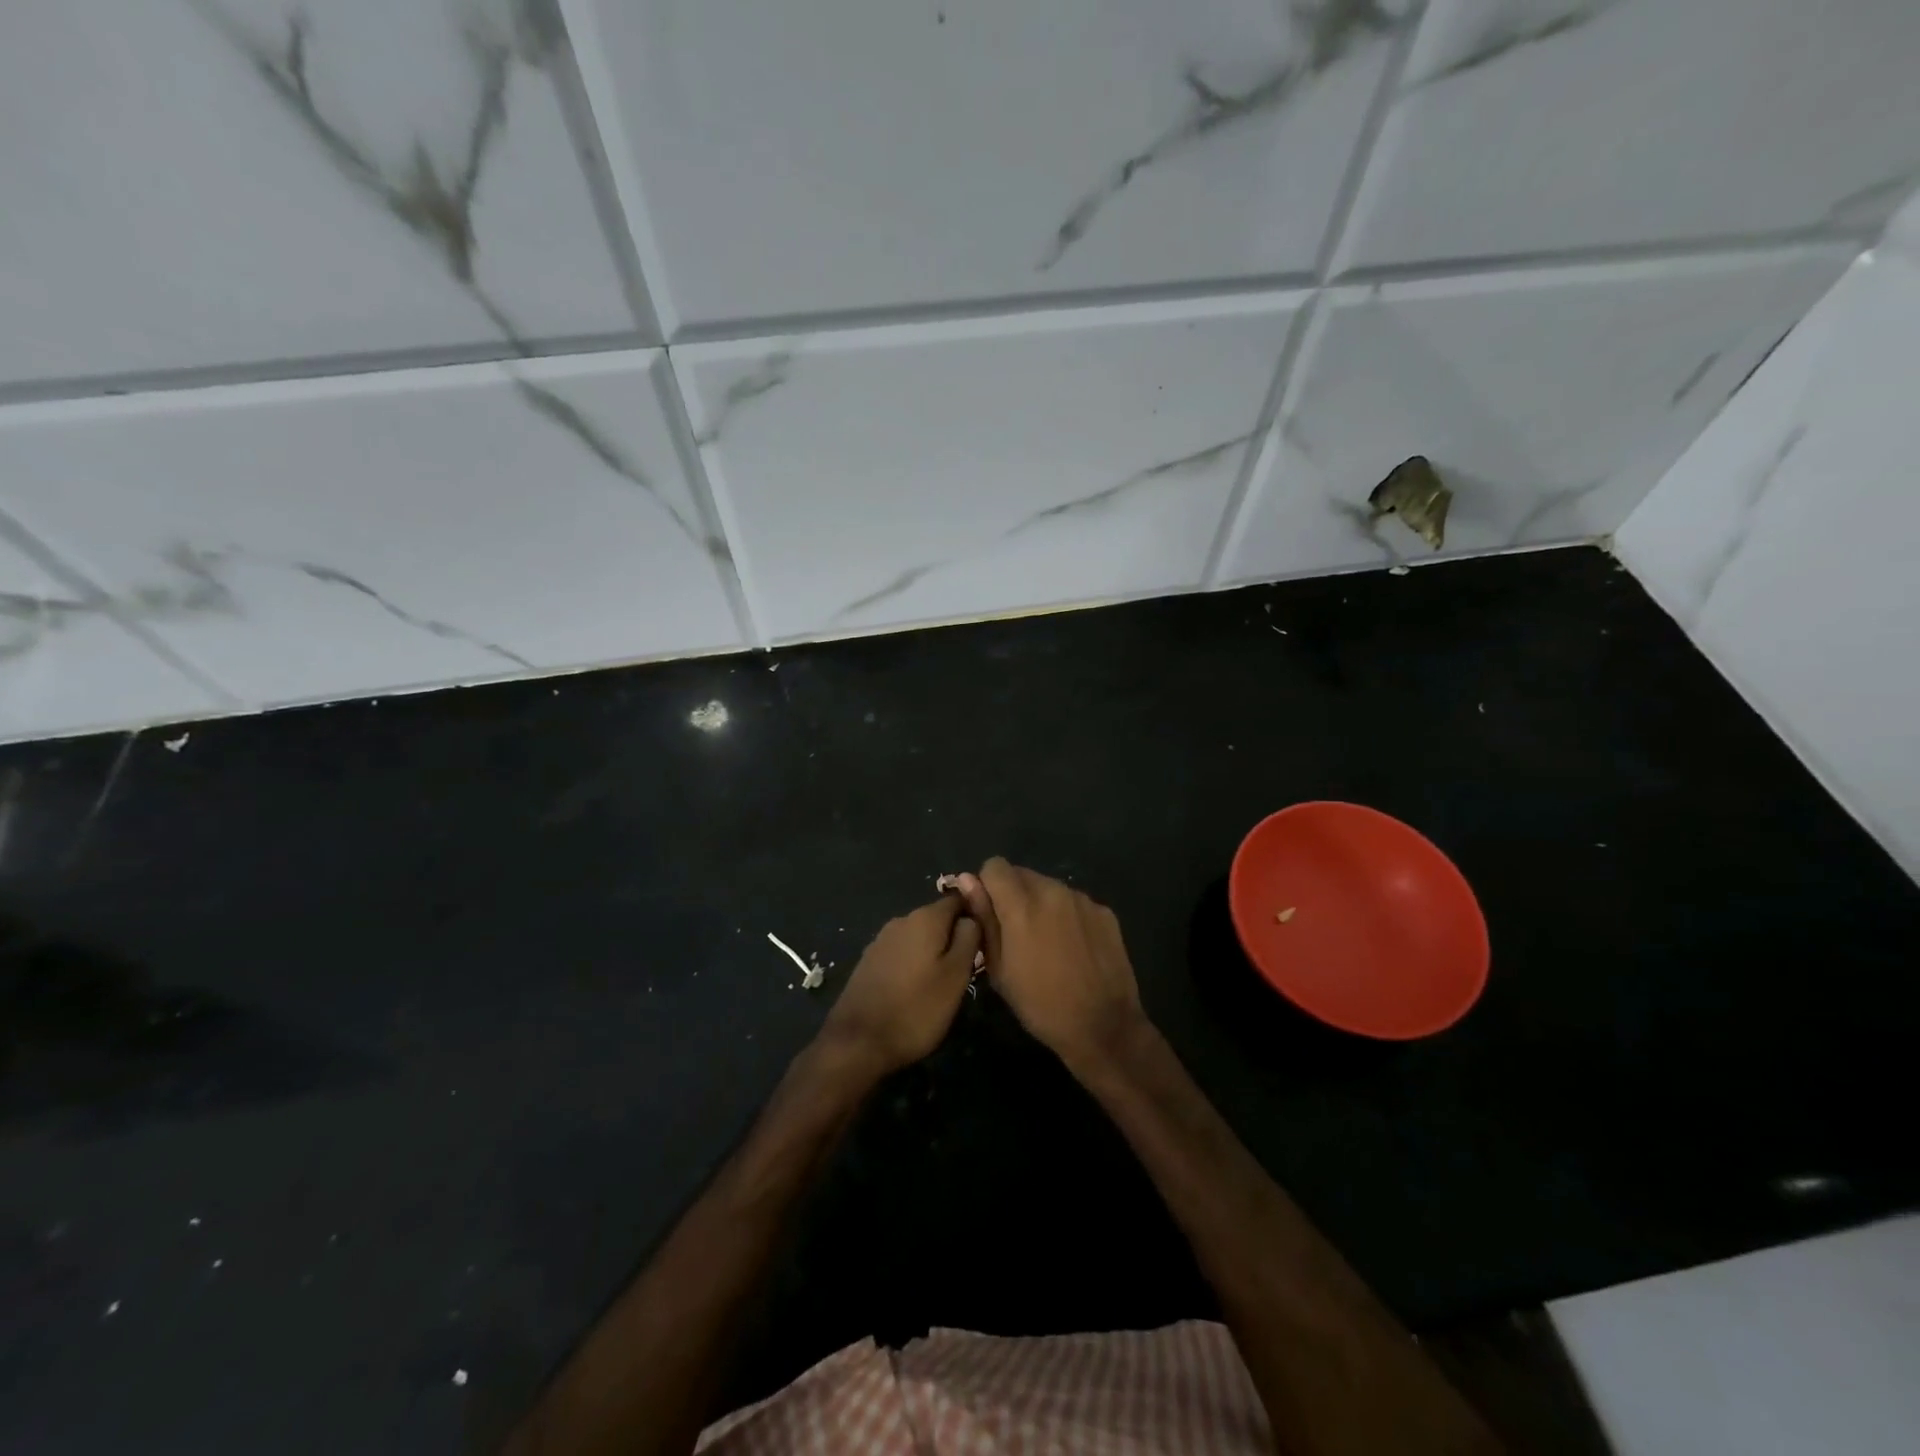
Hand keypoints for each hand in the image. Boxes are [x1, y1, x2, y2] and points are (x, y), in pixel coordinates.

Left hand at [819, 894, 980, 1078]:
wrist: (858, 1042)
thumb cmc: (916, 1009)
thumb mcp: (956, 976)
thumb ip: (969, 939)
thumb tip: (972, 917)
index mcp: (925, 918)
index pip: (958, 899)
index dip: (975, 914)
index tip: (985, 939)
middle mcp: (901, 920)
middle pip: (937, 918)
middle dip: (953, 936)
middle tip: (967, 968)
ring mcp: (881, 940)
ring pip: (918, 937)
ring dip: (933, 952)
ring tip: (943, 982)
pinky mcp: (868, 961)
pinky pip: (901, 952)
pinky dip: (913, 963)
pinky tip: (916, 989)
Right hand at [964, 858, 1146, 1073]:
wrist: (1103, 1026)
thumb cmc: (1040, 1004)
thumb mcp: (999, 968)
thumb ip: (983, 918)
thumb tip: (967, 881)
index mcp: (1021, 905)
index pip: (995, 866)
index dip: (987, 885)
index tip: (990, 912)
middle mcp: (1053, 891)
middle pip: (1022, 874)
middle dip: (1013, 894)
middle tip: (1016, 932)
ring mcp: (1082, 900)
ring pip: (1049, 887)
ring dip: (1041, 904)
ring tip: (1046, 942)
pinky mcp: (1104, 912)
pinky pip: (1075, 902)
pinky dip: (1067, 915)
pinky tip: (1073, 947)